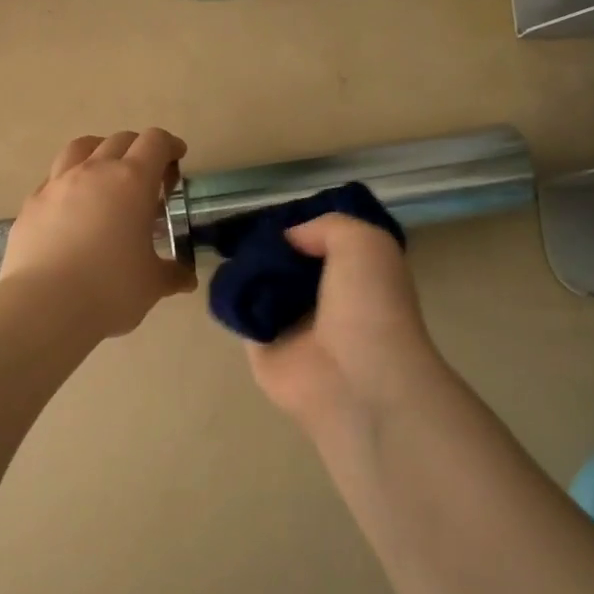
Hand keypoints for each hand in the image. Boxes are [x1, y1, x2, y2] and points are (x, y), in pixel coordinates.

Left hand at [1, 129, 196, 338]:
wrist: (44, 306)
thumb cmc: (110, 289)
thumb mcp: (152, 284)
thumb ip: (171, 274)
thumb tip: (185, 279)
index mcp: (131, 181)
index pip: (155, 142)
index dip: (170, 146)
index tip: (177, 159)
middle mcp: (93, 171)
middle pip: (119, 140)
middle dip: (138, 149)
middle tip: (148, 177)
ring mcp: (56, 185)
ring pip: (80, 148)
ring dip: (99, 153)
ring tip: (105, 176)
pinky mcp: (31, 204)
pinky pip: (53, 179)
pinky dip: (69, 182)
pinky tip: (72, 208)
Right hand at [245, 214, 449, 429]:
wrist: (355, 379)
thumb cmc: (369, 306)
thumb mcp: (365, 243)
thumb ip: (327, 226)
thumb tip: (288, 239)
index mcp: (357, 276)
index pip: (324, 243)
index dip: (303, 226)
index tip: (279, 214)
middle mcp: (326, 299)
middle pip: (288, 263)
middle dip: (269, 246)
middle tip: (246, 229)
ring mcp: (293, 325)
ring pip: (262, 285)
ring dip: (247, 268)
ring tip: (228, 248)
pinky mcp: (262, 347)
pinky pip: (240, 313)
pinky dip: (230, 297)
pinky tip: (224, 279)